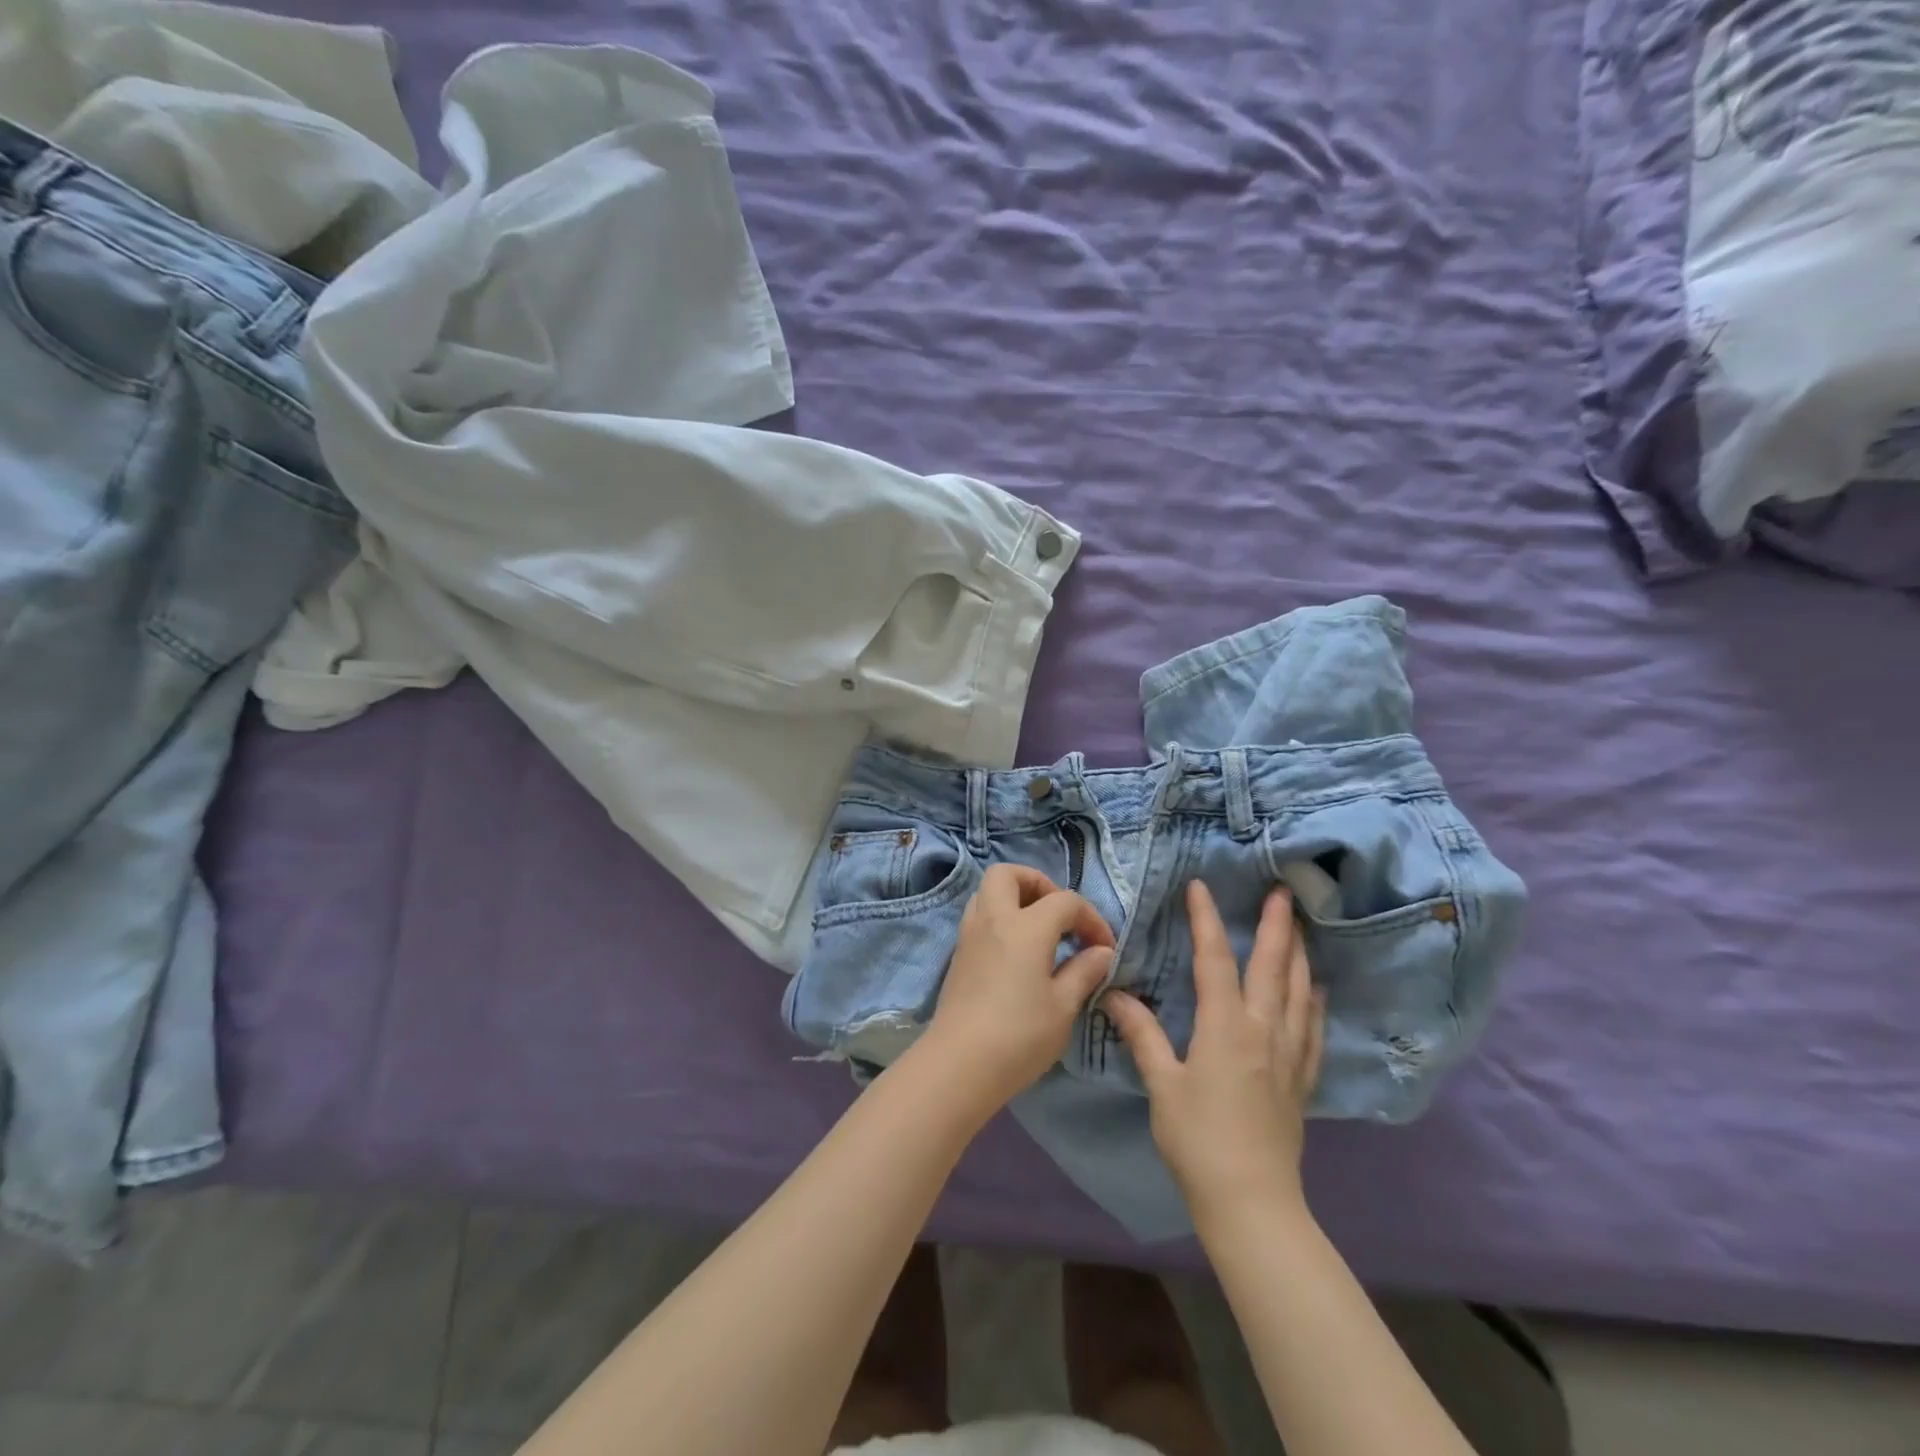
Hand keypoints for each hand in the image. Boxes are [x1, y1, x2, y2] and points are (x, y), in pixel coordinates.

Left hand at [921, 864, 1116, 1111]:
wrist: (959, 1064)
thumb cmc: (1019, 1035)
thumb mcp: (1063, 1007)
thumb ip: (1084, 972)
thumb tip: (1101, 952)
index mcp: (1025, 927)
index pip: (1064, 901)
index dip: (1090, 918)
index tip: (1104, 947)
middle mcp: (993, 919)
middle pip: (1008, 874)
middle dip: (1037, 884)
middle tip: (1058, 915)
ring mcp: (970, 935)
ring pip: (987, 892)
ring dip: (1014, 898)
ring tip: (1038, 931)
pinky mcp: (958, 955)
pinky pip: (978, 917)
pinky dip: (999, 920)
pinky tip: (1016, 953)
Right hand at [1103, 880, 1325, 1219]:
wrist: (1252, 1202)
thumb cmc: (1198, 1140)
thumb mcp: (1162, 1085)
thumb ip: (1142, 1034)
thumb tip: (1115, 994)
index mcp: (1225, 1027)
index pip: (1215, 960)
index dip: (1206, 920)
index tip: (1200, 887)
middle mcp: (1263, 1030)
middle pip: (1273, 966)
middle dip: (1277, 926)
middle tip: (1284, 891)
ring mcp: (1289, 1055)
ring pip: (1299, 992)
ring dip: (1299, 955)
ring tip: (1300, 928)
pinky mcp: (1302, 1080)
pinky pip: (1313, 1029)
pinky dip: (1314, 1002)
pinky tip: (1316, 991)